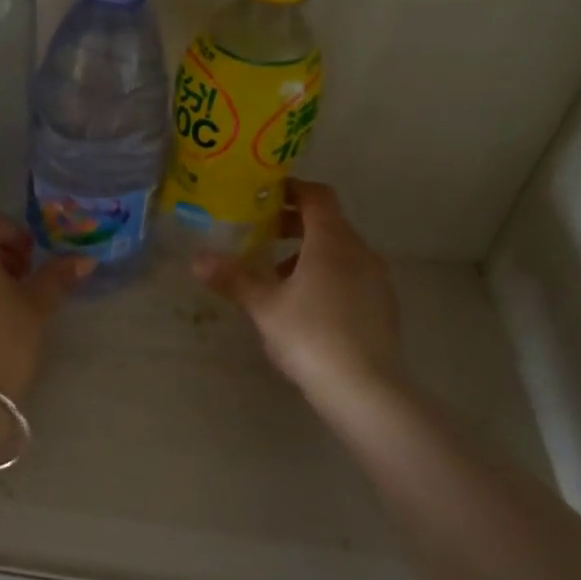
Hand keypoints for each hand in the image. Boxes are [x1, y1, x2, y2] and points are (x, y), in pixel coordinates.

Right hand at [193, 179, 406, 412]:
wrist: (366, 390)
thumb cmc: (311, 337)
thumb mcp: (264, 307)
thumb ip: (233, 279)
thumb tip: (197, 260)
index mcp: (332, 242)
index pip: (317, 196)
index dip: (292, 190)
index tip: (265, 195)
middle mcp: (360, 252)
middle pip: (328, 223)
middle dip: (294, 224)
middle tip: (261, 235)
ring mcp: (377, 280)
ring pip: (340, 252)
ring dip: (309, 253)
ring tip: (277, 277)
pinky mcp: (383, 306)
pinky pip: (352, 276)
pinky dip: (327, 276)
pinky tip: (306, 307)